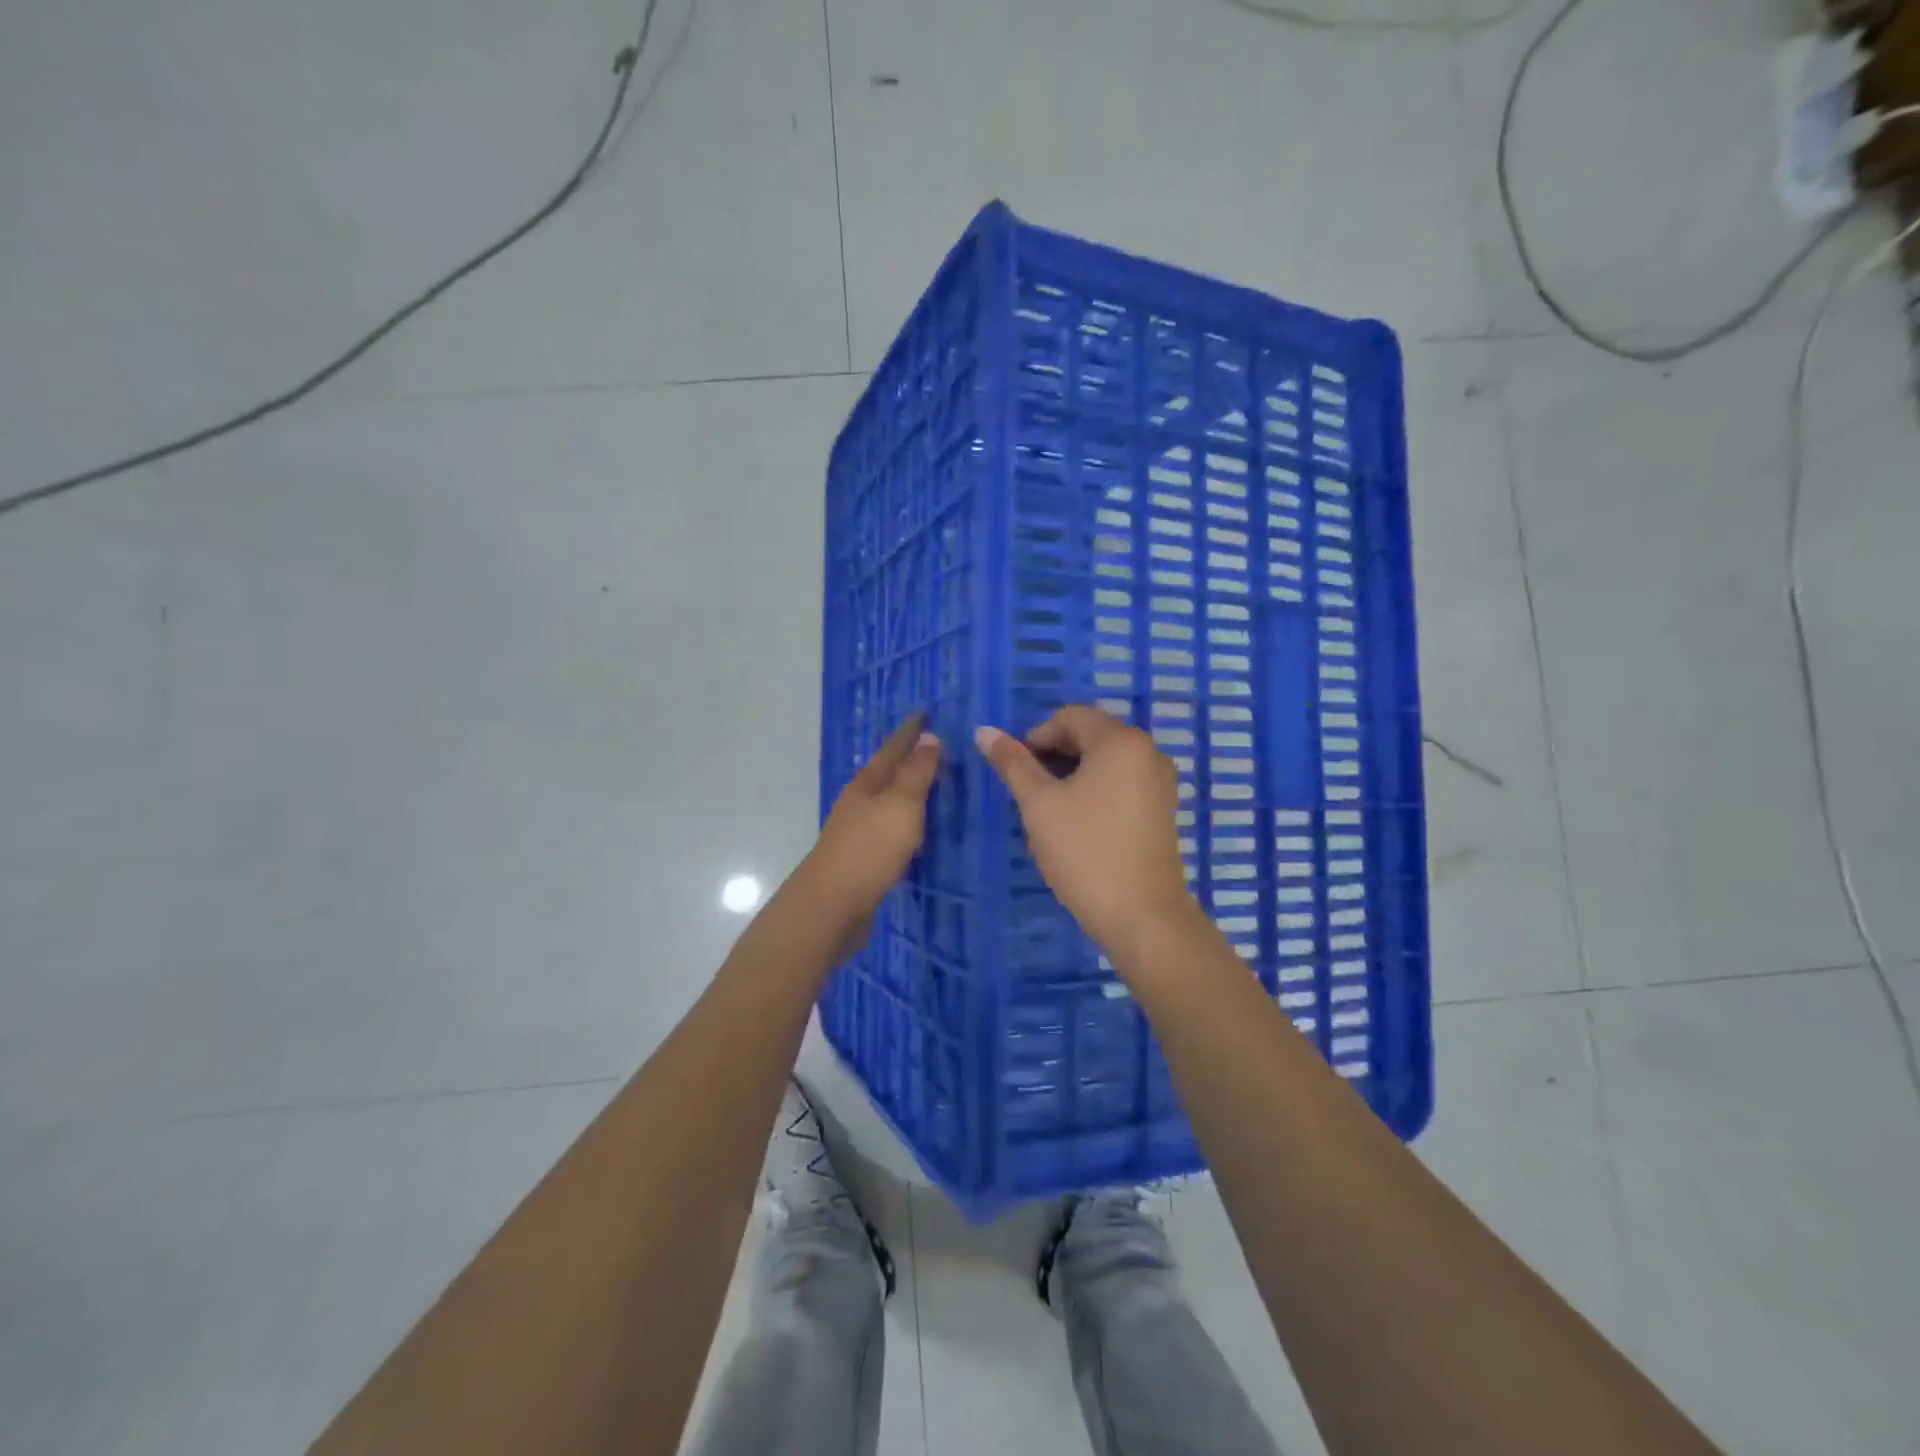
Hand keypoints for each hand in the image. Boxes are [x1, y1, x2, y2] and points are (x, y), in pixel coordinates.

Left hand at [804, 713, 941, 925]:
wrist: (831, 906)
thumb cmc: (869, 850)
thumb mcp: (900, 806)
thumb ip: (915, 773)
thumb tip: (929, 736)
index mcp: (868, 784)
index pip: (894, 747)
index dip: (911, 730)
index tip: (927, 711)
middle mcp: (860, 801)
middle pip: (887, 771)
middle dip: (909, 756)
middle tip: (937, 745)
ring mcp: (858, 830)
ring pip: (887, 800)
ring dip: (907, 789)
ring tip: (933, 783)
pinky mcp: (862, 857)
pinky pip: (889, 827)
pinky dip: (906, 820)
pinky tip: (916, 830)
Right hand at [974, 706, 1198, 952]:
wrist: (1141, 915)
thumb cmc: (1085, 851)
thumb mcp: (1039, 804)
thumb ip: (1013, 762)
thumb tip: (984, 731)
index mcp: (1121, 740)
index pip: (1070, 717)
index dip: (1036, 736)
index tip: (1016, 771)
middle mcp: (1148, 751)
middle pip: (1091, 735)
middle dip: (1054, 755)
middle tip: (1029, 792)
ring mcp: (1160, 781)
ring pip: (1106, 761)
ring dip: (1073, 774)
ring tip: (1049, 810)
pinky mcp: (1163, 808)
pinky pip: (1122, 782)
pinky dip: (1096, 790)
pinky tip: (1078, 823)